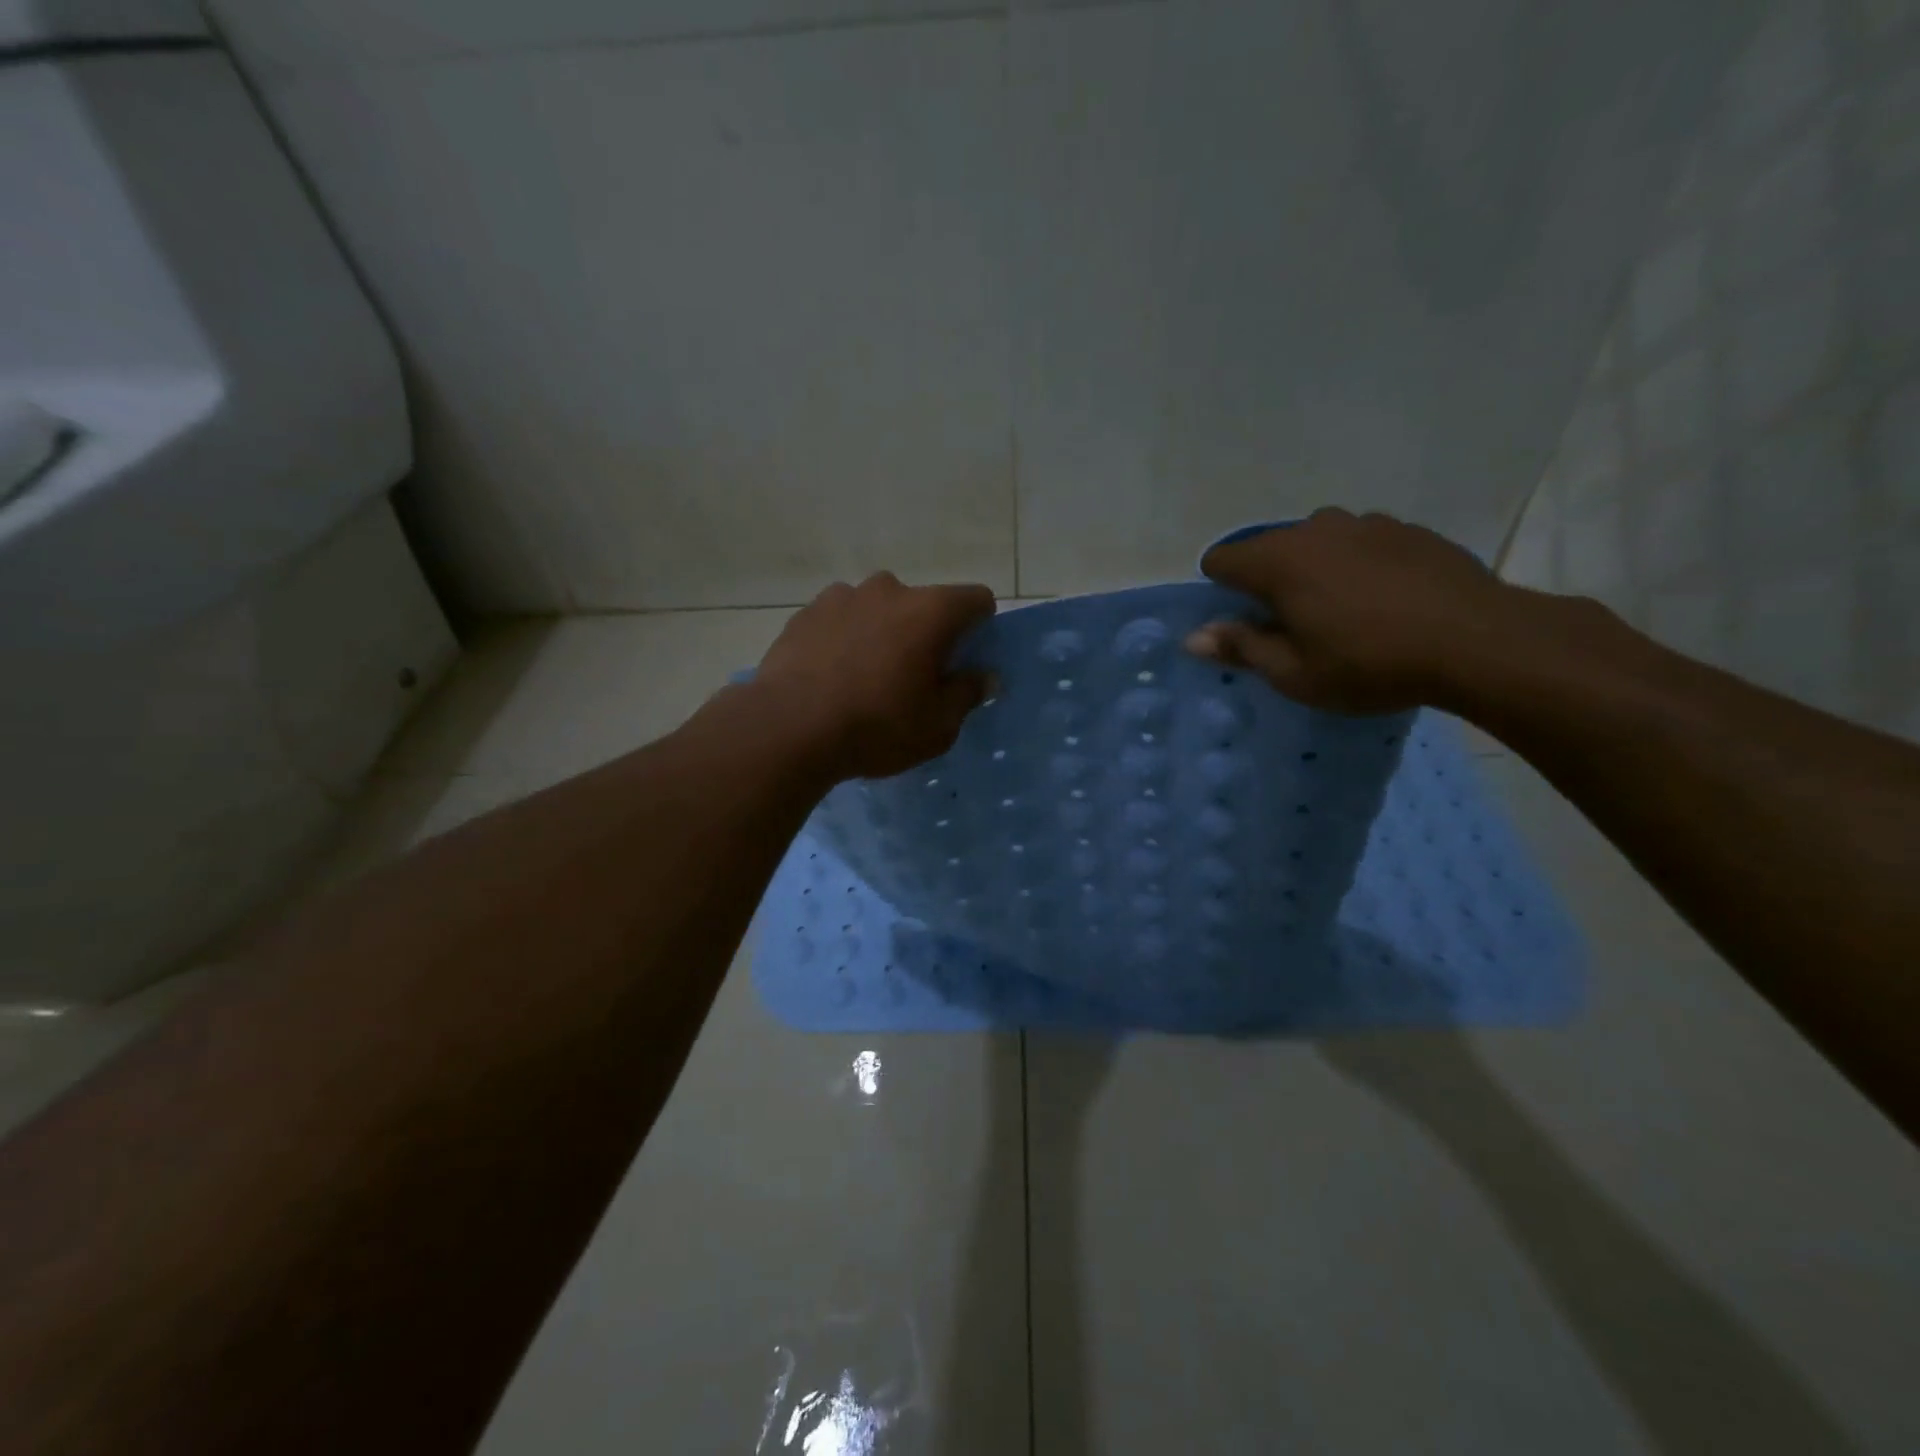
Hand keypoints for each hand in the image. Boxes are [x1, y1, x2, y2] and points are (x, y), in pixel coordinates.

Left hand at [752, 572, 996, 780]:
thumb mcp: (938, 726)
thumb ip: (967, 694)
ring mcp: (842, 596)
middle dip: (926, 632)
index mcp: (931, 611)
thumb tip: (985, 676)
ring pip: (878, 608)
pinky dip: (844, 638)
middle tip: (913, 677)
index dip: (980, 627)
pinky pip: (840, 619)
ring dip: (882, 632)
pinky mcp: (805, 613)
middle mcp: (889, 589)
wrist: (788, 728)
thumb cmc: (877, 727)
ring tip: (865, 676)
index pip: (976, 600)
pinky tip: (831, 674)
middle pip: (923, 603)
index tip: (967, 659)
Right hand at [1185, 508, 1515, 713]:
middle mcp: (1316, 528)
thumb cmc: (1370, 664)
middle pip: (1270, 548)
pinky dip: (1358, 566)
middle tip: (1293, 627)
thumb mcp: (1293, 672)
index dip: (1220, 590)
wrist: (1479, 641)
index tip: (1243, 624)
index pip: (1222, 559)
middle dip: (1269, 582)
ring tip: (1343, 613)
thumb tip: (1193, 637)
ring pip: (1318, 543)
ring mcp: (1367, 523)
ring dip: (1315, 571)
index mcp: (1279, 560)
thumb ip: (1240, 647)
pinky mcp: (1409, 530)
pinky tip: (1385, 601)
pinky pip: (1362, 544)